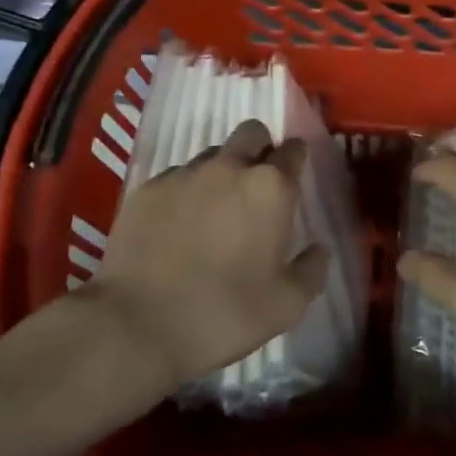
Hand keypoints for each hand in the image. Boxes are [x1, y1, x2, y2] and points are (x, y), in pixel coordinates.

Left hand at [85, 119, 329, 390]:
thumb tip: (319, 249)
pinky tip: (178, 226)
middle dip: (260, 148)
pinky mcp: (149, 187)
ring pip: (213, 154)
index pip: (293, 150)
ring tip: (214, 211)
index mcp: (270, 188)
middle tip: (256, 187)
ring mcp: (185, 173)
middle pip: (252, 133)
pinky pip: (177, 176)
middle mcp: (229, 167)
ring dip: (222, 171)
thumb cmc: (223, 314)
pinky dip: (185, 192)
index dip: (295, 159)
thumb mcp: (285, 306)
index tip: (293, 178)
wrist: (136, 323)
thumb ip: (311, 270)